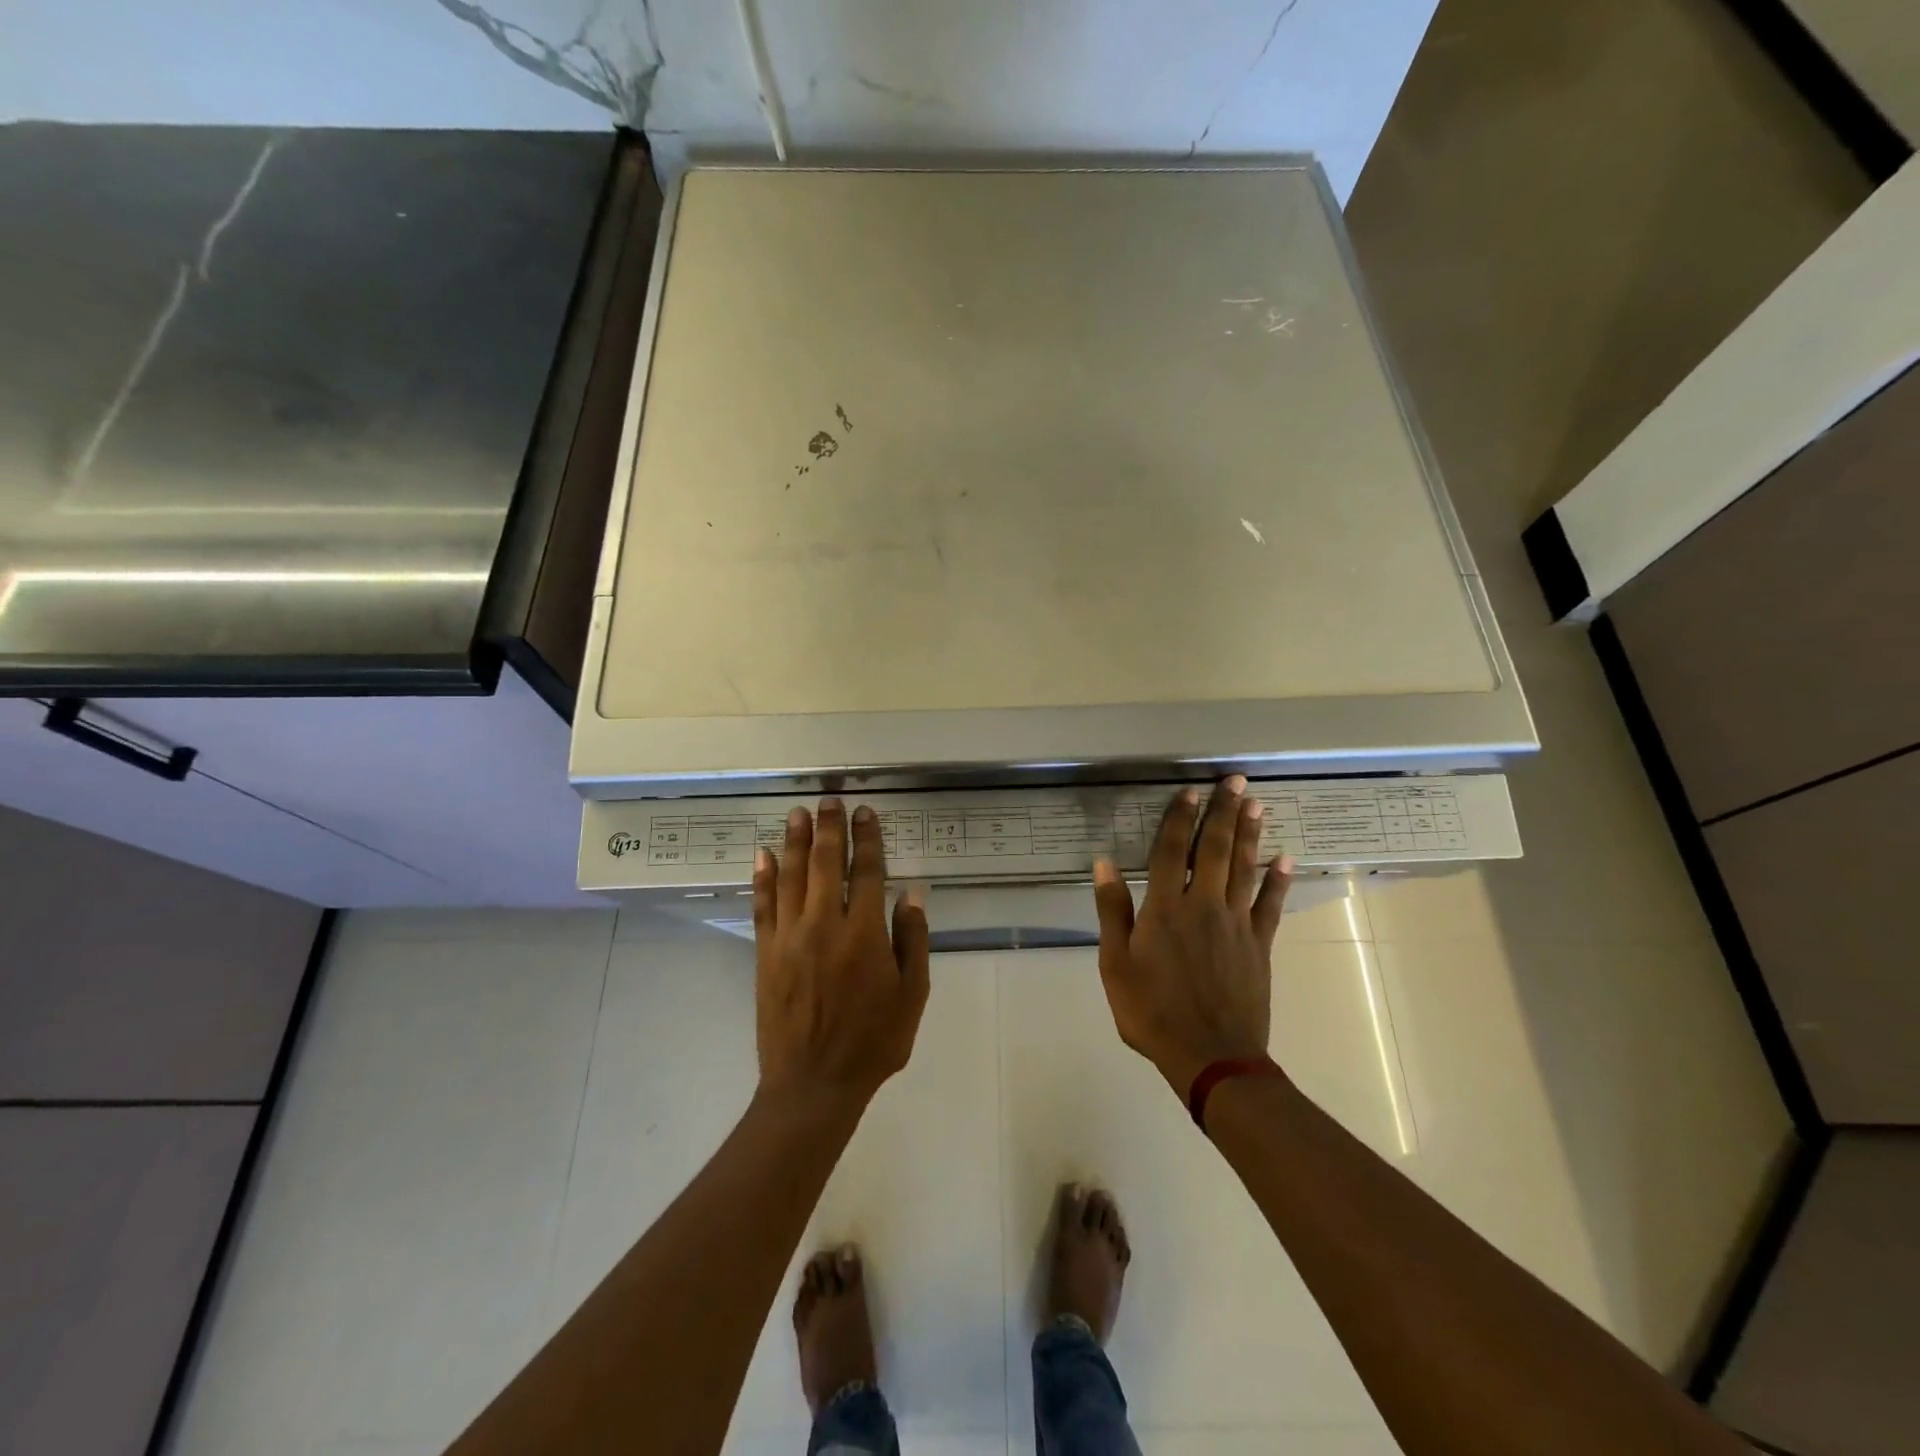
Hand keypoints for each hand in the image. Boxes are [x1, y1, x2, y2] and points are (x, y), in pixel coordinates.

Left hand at [752, 799, 930, 1111]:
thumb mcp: (912, 995)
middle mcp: (825, 925)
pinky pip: (763, 906)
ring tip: (798, 813)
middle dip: (830, 828)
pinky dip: (763, 878)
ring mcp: (790, 937)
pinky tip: (764, 855)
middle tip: (829, 800)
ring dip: (795, 841)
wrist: (813, 1084)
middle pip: (827, 864)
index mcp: (865, 934)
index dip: (868, 839)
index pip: (868, 872)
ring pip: (792, 877)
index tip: (866, 813)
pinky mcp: (766, 954)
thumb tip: (911, 892)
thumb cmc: (873, 1042)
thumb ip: (912, 940)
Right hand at [1091, 776, 1292, 1095]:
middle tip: (1235, 780)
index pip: (1172, 851)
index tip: (1189, 791)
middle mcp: (1203, 905)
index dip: (1180, 818)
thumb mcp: (1115, 964)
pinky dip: (1279, 880)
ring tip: (1255, 804)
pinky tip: (1286, 858)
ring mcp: (1236, 923)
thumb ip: (1112, 910)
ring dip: (1250, 834)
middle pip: (1214, 849)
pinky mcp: (1260, 945)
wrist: (1210, 1056)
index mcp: (1165, 908)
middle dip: (1223, 812)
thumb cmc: (1152, 1011)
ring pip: (1244, 868)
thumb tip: (1104, 862)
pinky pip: (1271, 905)